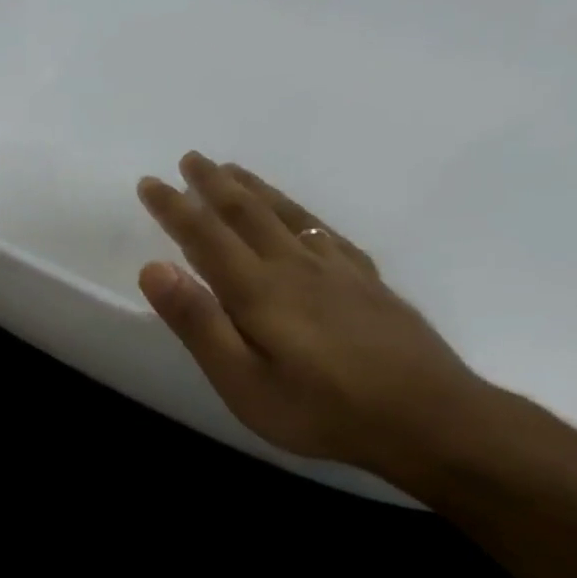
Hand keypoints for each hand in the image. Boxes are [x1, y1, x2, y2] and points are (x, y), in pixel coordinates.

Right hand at [136, 151, 488, 476]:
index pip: (205, 236)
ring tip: (234, 170)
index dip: (174, 208)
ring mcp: (337, 271)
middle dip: (213, 185)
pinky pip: (326, 232)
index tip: (149, 181)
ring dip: (255, 189)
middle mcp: (295, 266)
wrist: (427, 418)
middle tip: (191, 159)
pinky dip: (302, 214)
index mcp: (258, 289)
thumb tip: (153, 267)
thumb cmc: (319, 409)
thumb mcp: (241, 379)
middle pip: (249, 213)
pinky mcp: (368, 283)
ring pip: (288, 215)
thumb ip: (197, 322)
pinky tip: (301, 219)